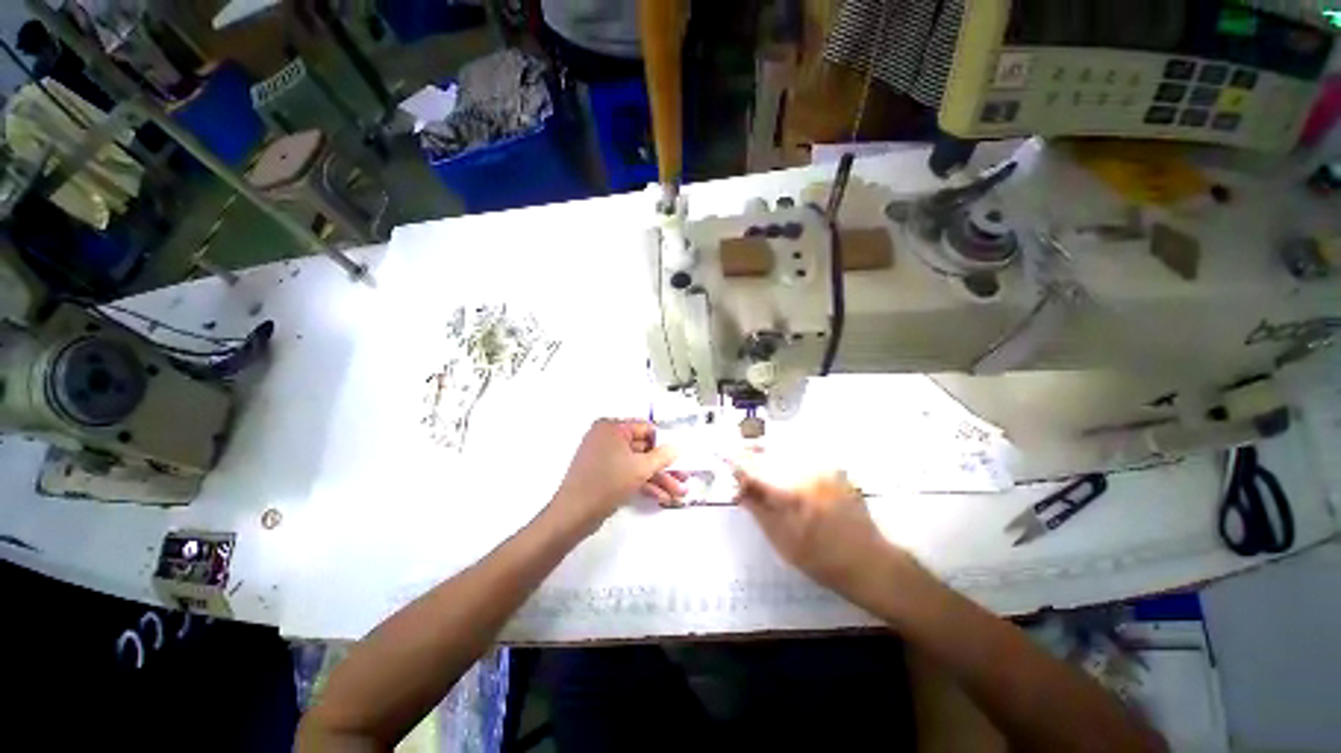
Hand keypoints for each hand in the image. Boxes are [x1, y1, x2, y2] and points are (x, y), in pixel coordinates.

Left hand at [551, 419, 684, 532]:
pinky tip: (661, 496)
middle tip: (683, 477)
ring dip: (658, 478)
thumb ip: (662, 456)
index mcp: (612, 428)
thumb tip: (677, 446)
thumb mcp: (640, 468)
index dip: (664, 443)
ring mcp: (604, 457)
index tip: (679, 456)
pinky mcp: (603, 474)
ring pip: (637, 464)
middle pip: (643, 449)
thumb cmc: (608, 483)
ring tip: (678, 492)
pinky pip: (627, 473)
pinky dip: (643, 483)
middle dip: (664, 466)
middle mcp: (607, 438)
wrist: (573, 515)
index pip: (645, 428)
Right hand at [734, 465, 903, 595]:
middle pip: (769, 453)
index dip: (736, 461)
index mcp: (792, 491)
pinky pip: (802, 456)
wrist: (869, 563)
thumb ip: (757, 508)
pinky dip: (787, 458)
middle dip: (751, 455)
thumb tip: (738, 488)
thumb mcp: (781, 540)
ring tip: (757, 466)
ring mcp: (824, 467)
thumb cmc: (821, 559)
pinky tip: (783, 470)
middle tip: (738, 462)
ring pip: (785, 451)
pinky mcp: (834, 468)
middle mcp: (808, 470)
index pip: (755, 468)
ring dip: (768, 455)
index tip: (721, 455)